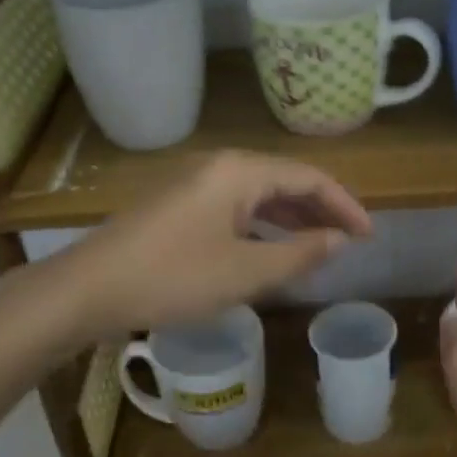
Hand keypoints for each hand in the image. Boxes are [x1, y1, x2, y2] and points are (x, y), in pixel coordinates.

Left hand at [55, 150, 371, 340]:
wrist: (87, 289)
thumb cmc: (172, 277)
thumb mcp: (245, 272)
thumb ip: (299, 254)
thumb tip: (339, 240)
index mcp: (240, 171)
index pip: (309, 177)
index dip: (344, 205)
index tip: (369, 236)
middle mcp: (220, 167)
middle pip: (284, 181)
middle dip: (321, 210)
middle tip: (350, 242)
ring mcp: (195, 185)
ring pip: (258, 195)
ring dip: (292, 219)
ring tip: (320, 247)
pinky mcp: (179, 206)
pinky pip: (235, 208)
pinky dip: (262, 226)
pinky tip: (271, 250)